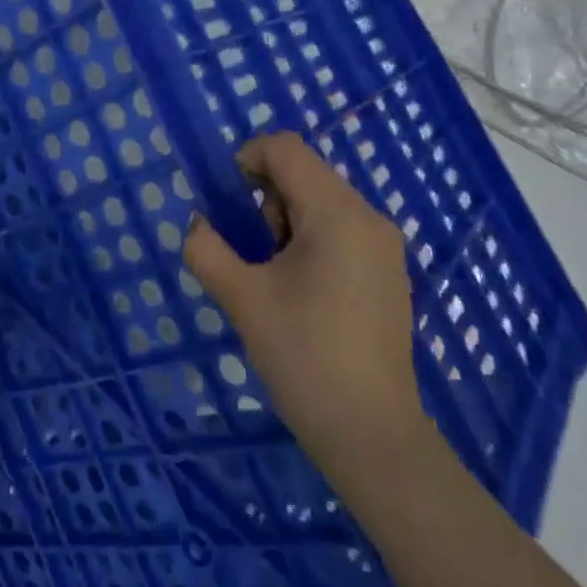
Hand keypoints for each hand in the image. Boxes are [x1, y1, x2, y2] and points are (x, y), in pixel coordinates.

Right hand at [183, 132, 427, 480]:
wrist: (372, 437)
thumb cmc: (304, 357)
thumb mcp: (242, 298)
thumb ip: (208, 248)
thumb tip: (198, 224)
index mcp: (337, 213)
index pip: (285, 148)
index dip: (246, 159)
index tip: (227, 205)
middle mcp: (369, 217)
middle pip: (304, 172)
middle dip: (265, 199)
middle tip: (253, 253)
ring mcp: (384, 247)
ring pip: (320, 201)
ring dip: (285, 221)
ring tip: (275, 278)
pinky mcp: (388, 273)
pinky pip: (340, 229)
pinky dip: (310, 240)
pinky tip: (302, 293)